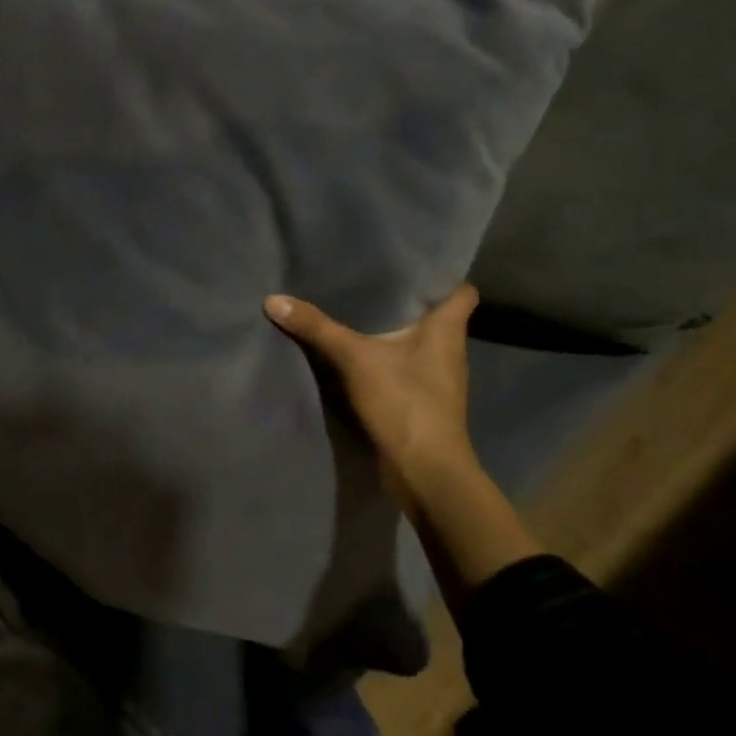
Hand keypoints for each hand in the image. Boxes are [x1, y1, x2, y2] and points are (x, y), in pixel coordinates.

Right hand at [264, 285, 481, 500]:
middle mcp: (449, 350)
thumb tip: (273, 299)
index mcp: (447, 330)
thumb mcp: (355, 358)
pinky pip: (404, 368)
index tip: (413, 263)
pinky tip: (357, 353)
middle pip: (435, 315)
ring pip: (418, 343)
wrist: (425, 472)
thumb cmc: (405, 401)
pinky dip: (385, 359)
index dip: (443, 276)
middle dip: (407, 300)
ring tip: (358, 310)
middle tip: (372, 278)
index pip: (462, 291)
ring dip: (394, 331)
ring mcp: (438, 379)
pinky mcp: (422, 402)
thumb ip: (317, 328)